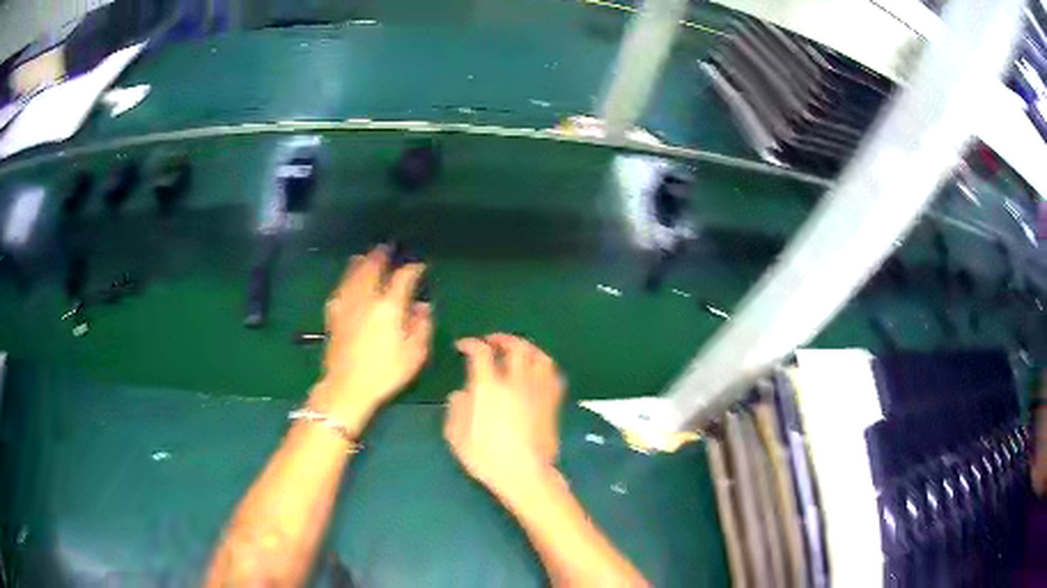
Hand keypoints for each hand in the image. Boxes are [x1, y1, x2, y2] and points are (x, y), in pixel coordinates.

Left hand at [310, 246, 432, 430]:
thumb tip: (422, 305)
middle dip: (382, 255)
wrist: (347, 387)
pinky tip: (349, 279)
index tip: (419, 266)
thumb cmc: (385, 373)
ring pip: (354, 272)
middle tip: (389, 248)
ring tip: (368, 255)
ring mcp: (347, 304)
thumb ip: (421, 325)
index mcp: (389, 306)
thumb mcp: (415, 354)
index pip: (403, 277)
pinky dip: (348, 276)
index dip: (413, 268)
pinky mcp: (334, 313)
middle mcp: (367, 298)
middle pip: (373, 267)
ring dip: (363, 261)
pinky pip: (342, 286)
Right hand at [444, 334, 565, 499]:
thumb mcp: (457, 437)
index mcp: (489, 388)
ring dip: (526, 347)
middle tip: (491, 342)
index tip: (463, 346)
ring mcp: (538, 391)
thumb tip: (461, 393)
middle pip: (515, 347)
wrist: (525, 475)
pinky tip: (538, 371)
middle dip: (502, 339)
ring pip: (538, 356)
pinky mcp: (552, 403)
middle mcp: (516, 382)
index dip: (471, 344)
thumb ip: (456, 410)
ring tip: (517, 350)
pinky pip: (553, 374)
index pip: (481, 353)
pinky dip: (544, 366)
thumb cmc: (487, 458)